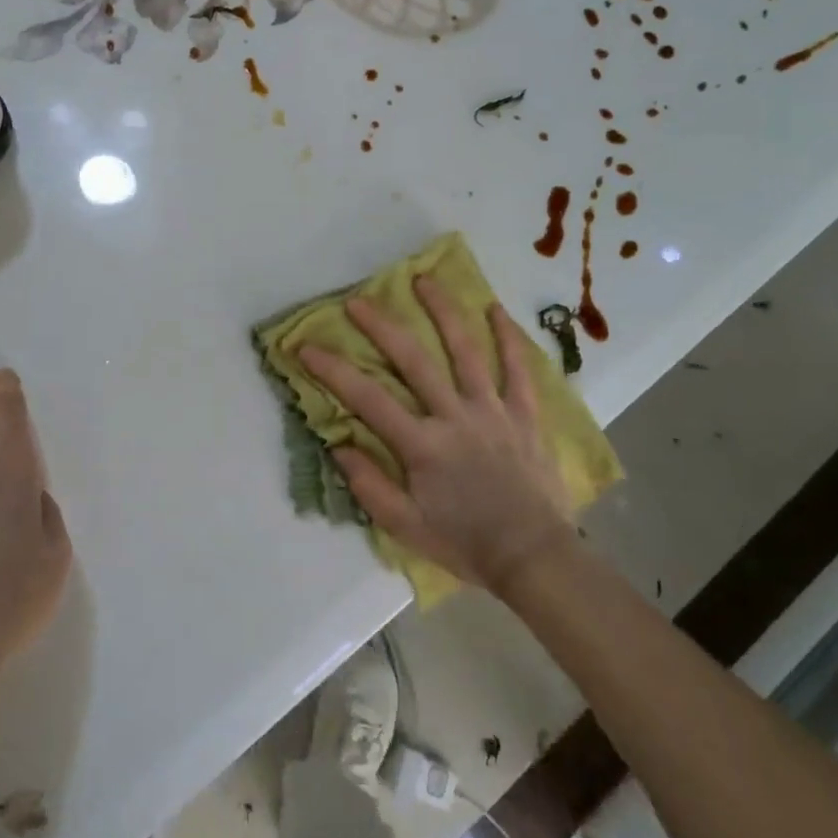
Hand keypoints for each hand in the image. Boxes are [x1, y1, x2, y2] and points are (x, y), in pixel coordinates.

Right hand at [299, 277, 579, 597]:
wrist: (532, 556)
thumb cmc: (464, 543)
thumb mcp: (404, 526)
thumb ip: (369, 485)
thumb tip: (339, 445)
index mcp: (422, 445)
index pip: (367, 398)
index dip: (332, 370)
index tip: (305, 346)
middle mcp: (455, 416)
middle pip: (414, 360)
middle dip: (382, 327)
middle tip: (358, 301)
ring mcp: (493, 411)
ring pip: (467, 351)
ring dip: (444, 312)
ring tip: (425, 280)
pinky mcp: (524, 415)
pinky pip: (519, 370)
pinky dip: (509, 338)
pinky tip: (496, 310)